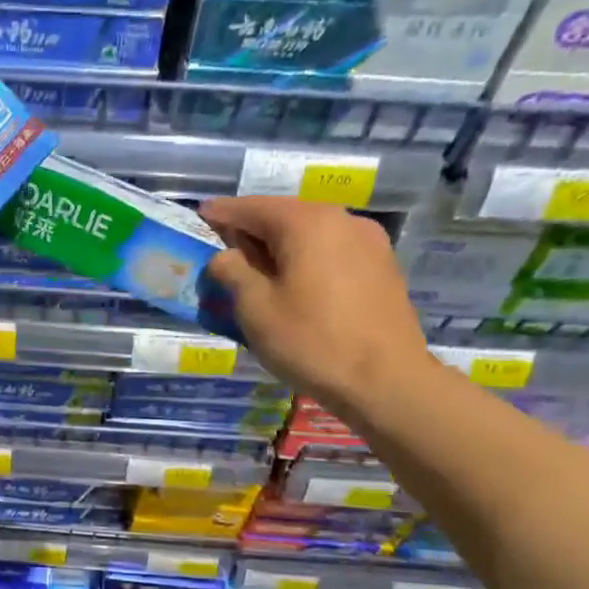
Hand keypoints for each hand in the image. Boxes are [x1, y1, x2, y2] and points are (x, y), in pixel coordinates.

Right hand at [200, 195, 432, 416]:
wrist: (387, 382)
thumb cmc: (312, 341)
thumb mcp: (255, 308)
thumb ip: (232, 272)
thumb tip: (225, 256)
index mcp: (307, 223)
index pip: (252, 207)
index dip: (222, 212)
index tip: (200, 215)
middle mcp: (342, 220)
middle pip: (284, 215)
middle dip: (252, 229)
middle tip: (224, 246)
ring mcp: (369, 242)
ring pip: (311, 233)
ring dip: (280, 245)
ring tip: (256, 268)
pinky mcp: (382, 267)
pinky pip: (332, 250)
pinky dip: (306, 257)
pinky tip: (294, 282)